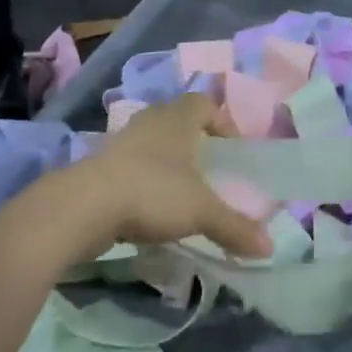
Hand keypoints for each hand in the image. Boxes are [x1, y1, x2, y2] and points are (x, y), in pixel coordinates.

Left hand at [64, 95, 270, 258]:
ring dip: (167, 160)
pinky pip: (131, 164)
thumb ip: (235, 227)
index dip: (222, 121)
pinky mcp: (99, 165)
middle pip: (177, 119)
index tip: (232, 150)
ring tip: (180, 190)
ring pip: (152, 141)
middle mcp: (150, 120)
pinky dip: (144, 179)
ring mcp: (121, 141)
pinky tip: (149, 206)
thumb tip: (269, 248)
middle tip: (209, 168)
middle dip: (195, 141)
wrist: (82, 207)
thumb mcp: (201, 212)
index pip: (205, 103)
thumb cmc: (152, 192)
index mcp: (178, 118)